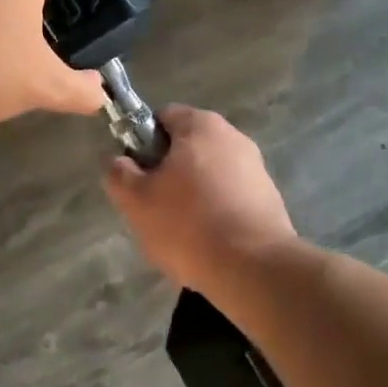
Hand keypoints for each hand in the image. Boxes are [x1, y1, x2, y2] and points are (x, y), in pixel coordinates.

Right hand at [102, 106, 296, 291]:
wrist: (254, 269)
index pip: (162, 117)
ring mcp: (256, 167)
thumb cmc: (188, 224)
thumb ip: (118, 173)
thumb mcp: (136, 201)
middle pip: (187, 146)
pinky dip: (217, 213)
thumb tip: (117, 161)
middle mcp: (233, 136)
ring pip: (209, 174)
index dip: (142, 142)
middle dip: (168, 172)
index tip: (136, 175)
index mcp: (200, 125)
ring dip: (193, 195)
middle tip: (154, 206)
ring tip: (181, 232)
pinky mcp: (270, 198)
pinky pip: (231, 197)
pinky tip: (209, 243)